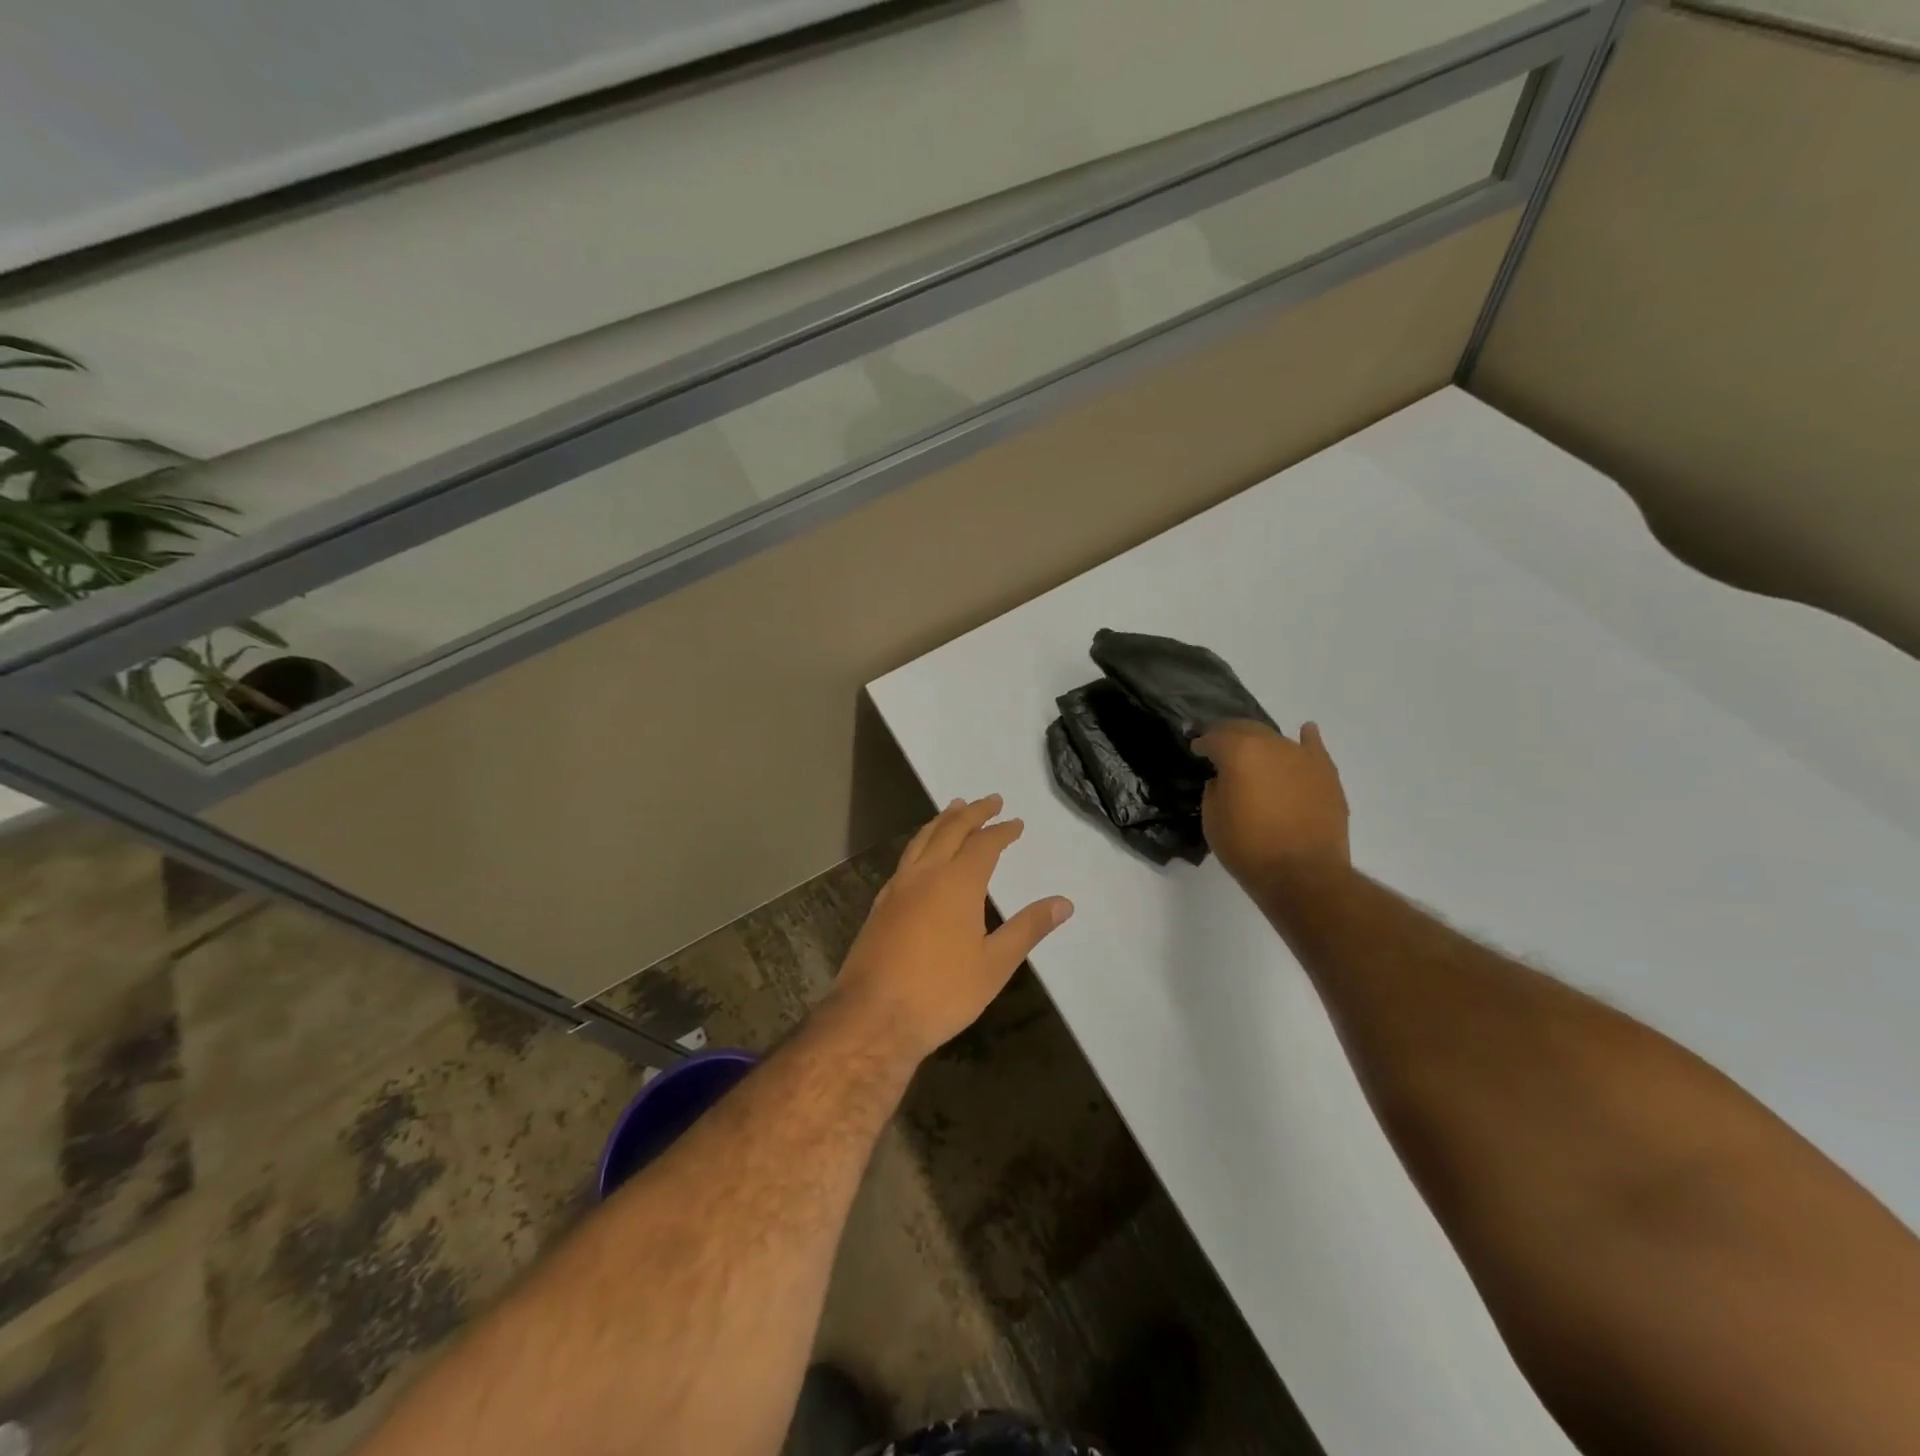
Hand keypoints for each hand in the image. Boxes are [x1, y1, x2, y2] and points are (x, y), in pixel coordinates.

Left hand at [832, 795, 1073, 1062]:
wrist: (873, 1017)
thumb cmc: (942, 992)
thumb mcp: (994, 964)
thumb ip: (1028, 928)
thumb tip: (1064, 902)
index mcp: (957, 883)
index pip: (983, 844)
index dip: (1002, 831)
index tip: (1016, 823)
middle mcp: (925, 874)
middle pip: (950, 830)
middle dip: (972, 812)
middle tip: (990, 799)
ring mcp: (897, 887)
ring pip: (922, 839)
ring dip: (942, 820)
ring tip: (954, 808)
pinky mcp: (880, 905)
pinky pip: (906, 859)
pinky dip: (921, 843)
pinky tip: (922, 855)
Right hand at [1194, 720, 1349, 890]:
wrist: (1303, 874)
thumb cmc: (1248, 848)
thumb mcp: (1212, 820)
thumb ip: (1214, 790)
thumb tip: (1224, 780)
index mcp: (1238, 752)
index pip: (1213, 738)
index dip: (1201, 743)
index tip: (1195, 749)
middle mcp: (1271, 745)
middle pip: (1244, 728)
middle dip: (1228, 734)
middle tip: (1218, 745)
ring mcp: (1302, 757)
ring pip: (1276, 738)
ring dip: (1260, 742)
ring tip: (1253, 752)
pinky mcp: (1326, 773)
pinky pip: (1314, 747)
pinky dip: (1306, 739)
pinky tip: (1305, 733)